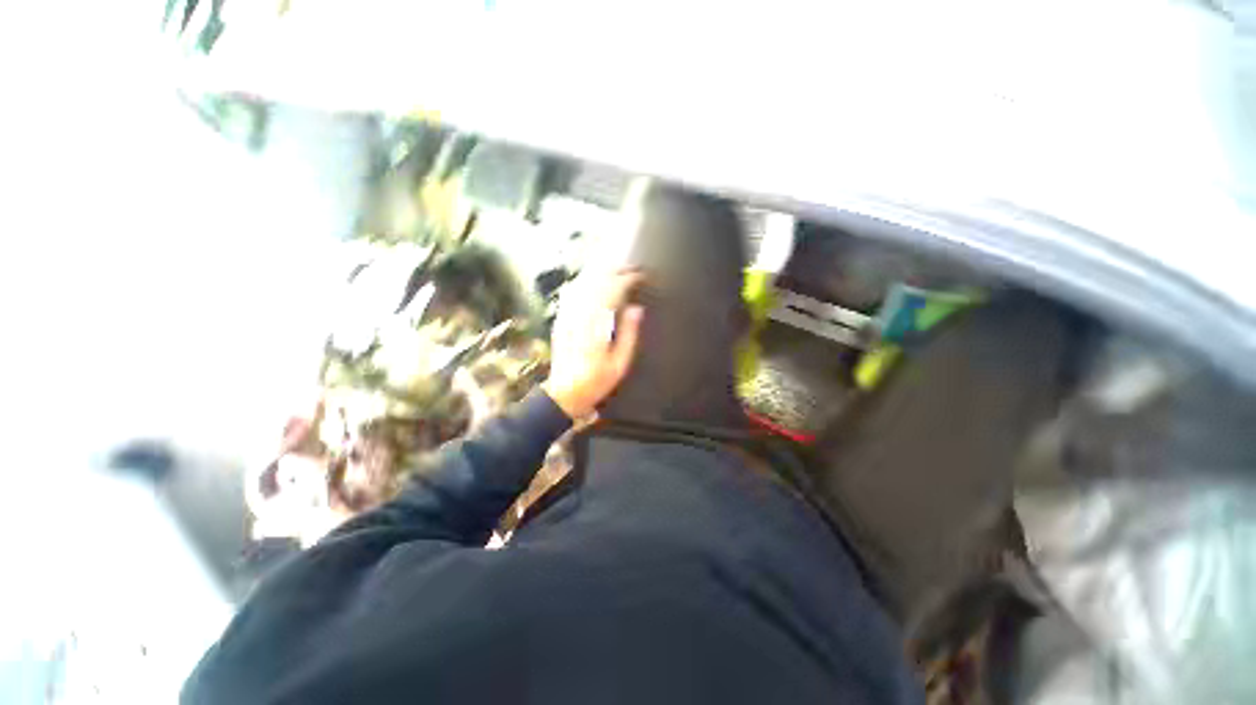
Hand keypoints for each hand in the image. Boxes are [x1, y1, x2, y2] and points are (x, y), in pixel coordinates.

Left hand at [543, 270, 644, 418]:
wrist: (564, 392)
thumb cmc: (596, 381)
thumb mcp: (620, 362)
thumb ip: (629, 333)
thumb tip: (636, 308)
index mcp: (597, 324)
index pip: (613, 290)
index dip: (629, 278)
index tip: (642, 275)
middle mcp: (581, 314)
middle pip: (598, 281)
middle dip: (617, 270)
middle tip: (633, 268)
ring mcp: (568, 315)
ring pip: (584, 283)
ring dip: (601, 272)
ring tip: (617, 270)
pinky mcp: (561, 319)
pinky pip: (572, 292)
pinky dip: (585, 282)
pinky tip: (592, 281)